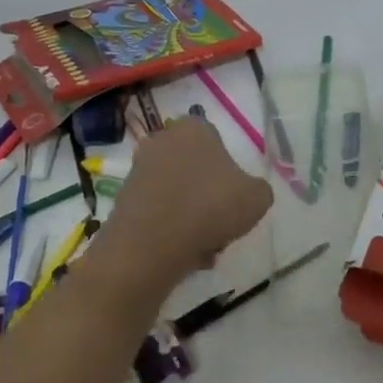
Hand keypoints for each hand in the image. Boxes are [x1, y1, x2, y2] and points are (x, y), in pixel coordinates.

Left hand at [94, 118, 271, 286]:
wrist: (153, 242)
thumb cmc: (211, 207)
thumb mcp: (257, 198)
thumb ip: (258, 189)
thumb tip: (247, 192)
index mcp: (194, 129)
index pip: (215, 140)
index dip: (228, 170)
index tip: (234, 196)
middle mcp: (162, 141)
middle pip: (194, 168)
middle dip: (207, 195)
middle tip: (221, 224)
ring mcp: (138, 169)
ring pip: (176, 193)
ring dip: (191, 217)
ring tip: (204, 247)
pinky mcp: (124, 199)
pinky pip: (158, 212)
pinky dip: (171, 230)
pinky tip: (185, 253)